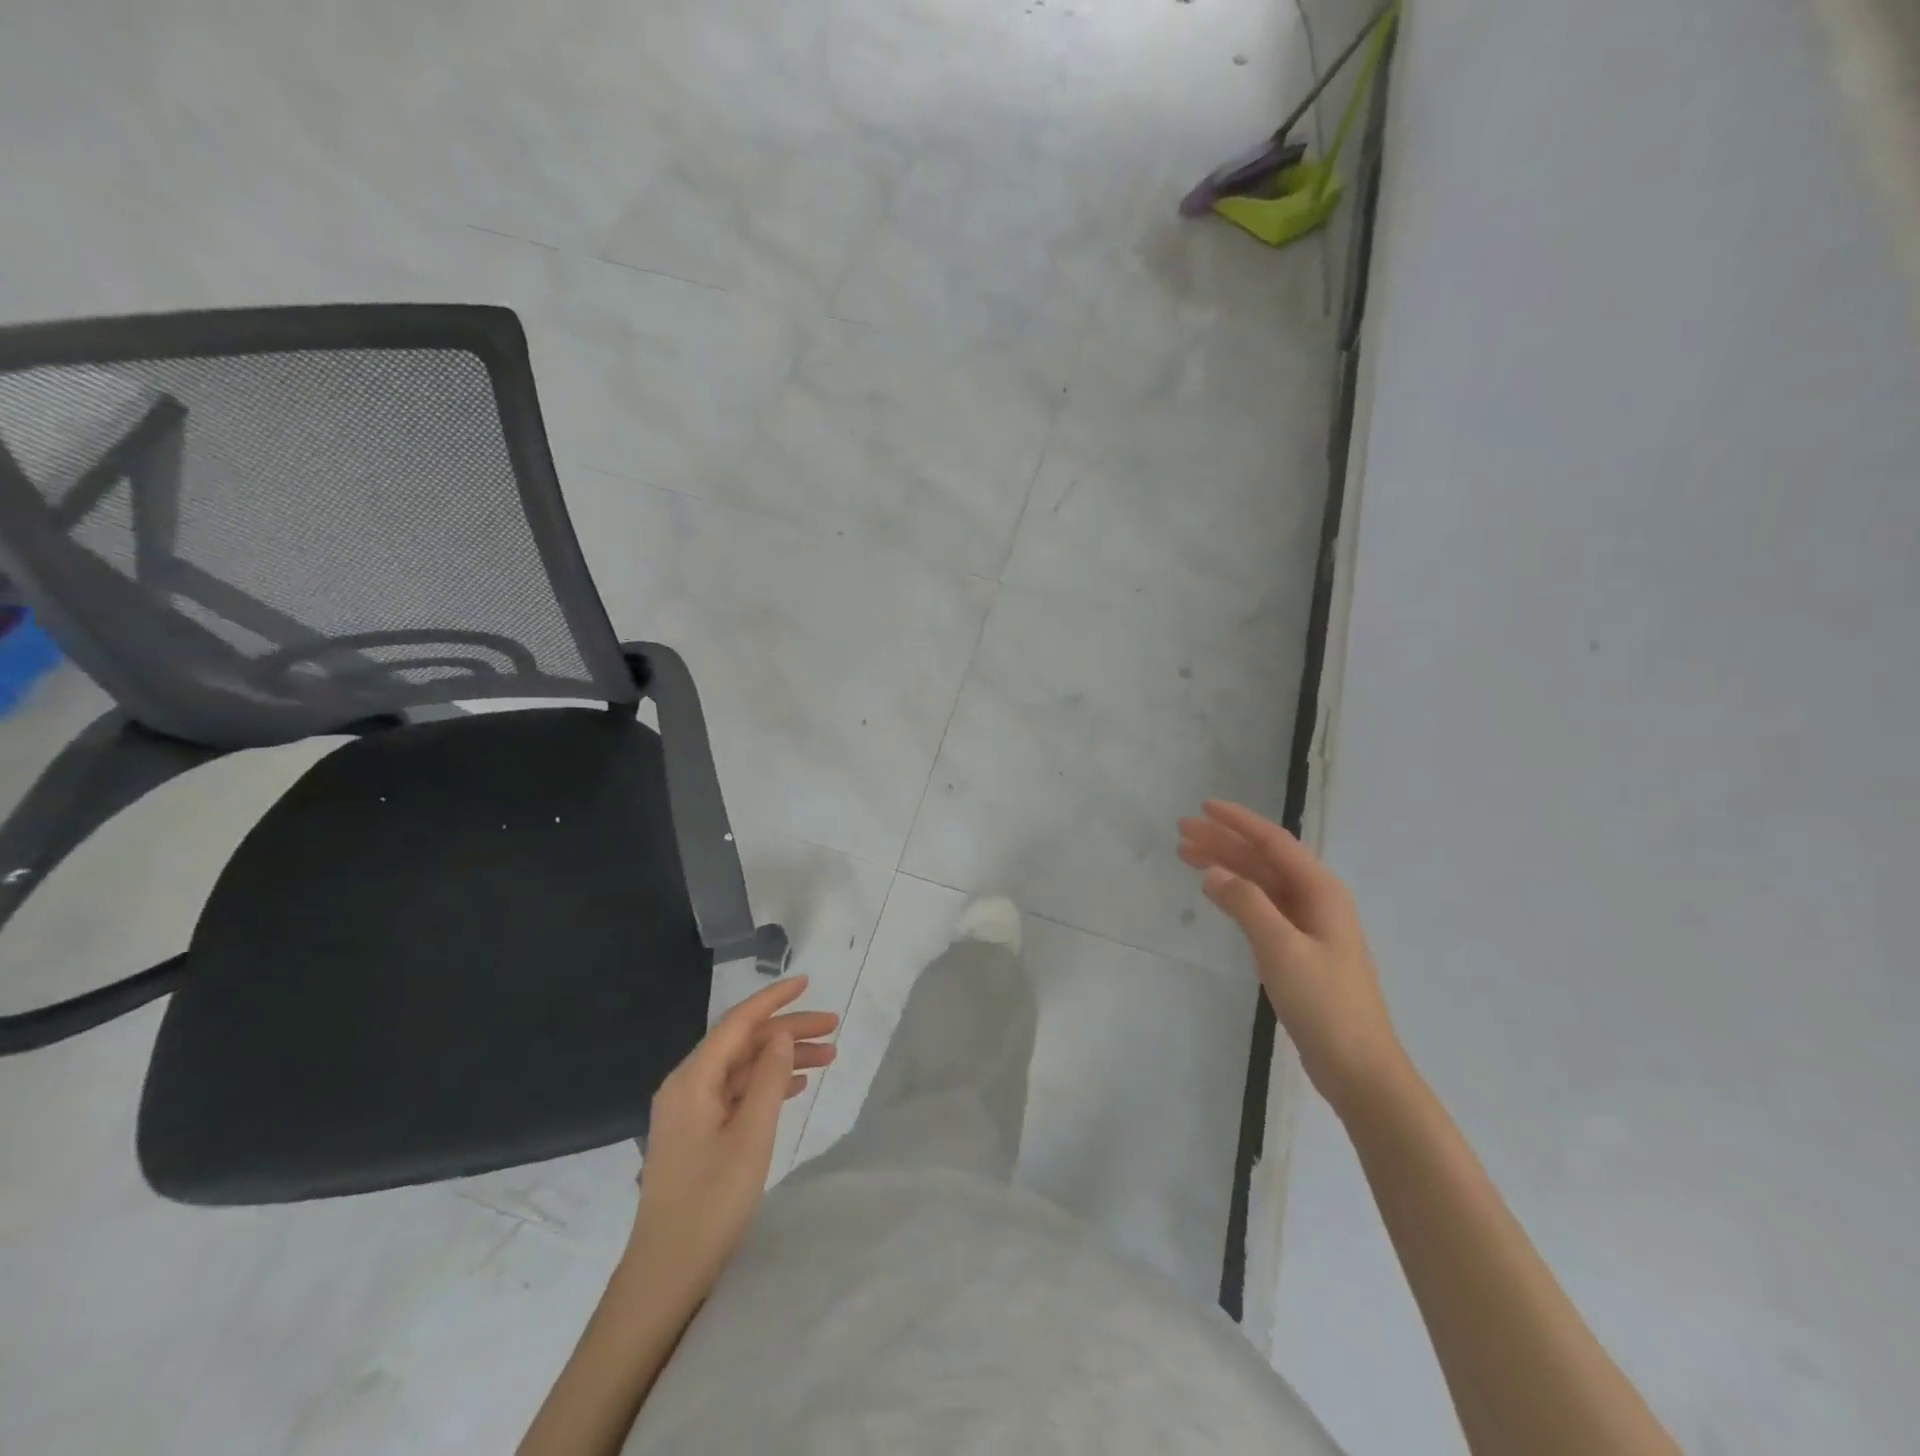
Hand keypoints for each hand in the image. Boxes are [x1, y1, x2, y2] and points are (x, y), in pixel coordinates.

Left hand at [626, 976, 838, 1298]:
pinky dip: (766, 1084)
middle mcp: (687, 1086)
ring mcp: (689, 1111)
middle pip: (743, 1043)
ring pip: (743, 1068)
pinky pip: (736, 1093)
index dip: (774, 999)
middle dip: (788, 1031)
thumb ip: (769, 1079)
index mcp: (692, 1079)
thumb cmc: (711, 1202)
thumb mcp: (751, 1136)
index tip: (807, 981)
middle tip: (834, 1030)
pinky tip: (795, 1087)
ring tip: (828, 1057)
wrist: (667, 1274)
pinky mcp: (696, 1134)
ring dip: (782, 1059)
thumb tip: (782, 1036)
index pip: (738, 1022)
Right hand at [1179, 801, 1403, 1113]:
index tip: (1204, 807)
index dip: (1238, 822)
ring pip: (1261, 883)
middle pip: (1264, 860)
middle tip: (1181, 832)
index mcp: (1321, 892)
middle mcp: (1316, 901)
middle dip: (1224, 842)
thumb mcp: (1281, 949)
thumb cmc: (1324, 1003)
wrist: (1359, 1067)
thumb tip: (1213, 871)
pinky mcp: (1298, 950)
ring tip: (1186, 855)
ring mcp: (1308, 926)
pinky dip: (1236, 894)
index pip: (1274, 843)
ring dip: (1226, 866)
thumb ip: (1247, 904)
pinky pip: (1262, 907)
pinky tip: (1216, 891)